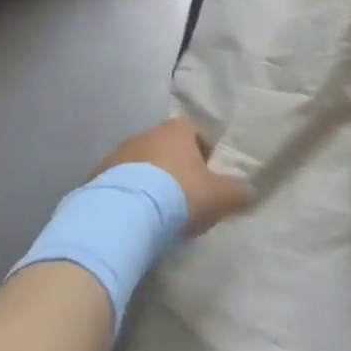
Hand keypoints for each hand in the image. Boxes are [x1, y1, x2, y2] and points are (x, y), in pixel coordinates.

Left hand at [100, 118, 254, 235]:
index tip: (207, 179)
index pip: (195, 133)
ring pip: (141, 165)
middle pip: (166, 148)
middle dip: (174, 169)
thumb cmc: (179, 195)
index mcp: (177, 130)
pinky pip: (120, 184)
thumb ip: (238, 192)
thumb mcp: (219, 197)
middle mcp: (146, 134)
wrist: (124, 214)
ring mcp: (118, 153)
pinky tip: (134, 219)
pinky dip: (128, 196)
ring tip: (157, 213)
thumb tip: (252, 191)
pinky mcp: (98, 176)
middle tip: (183, 199)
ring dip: (149, 182)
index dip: (203, 154)